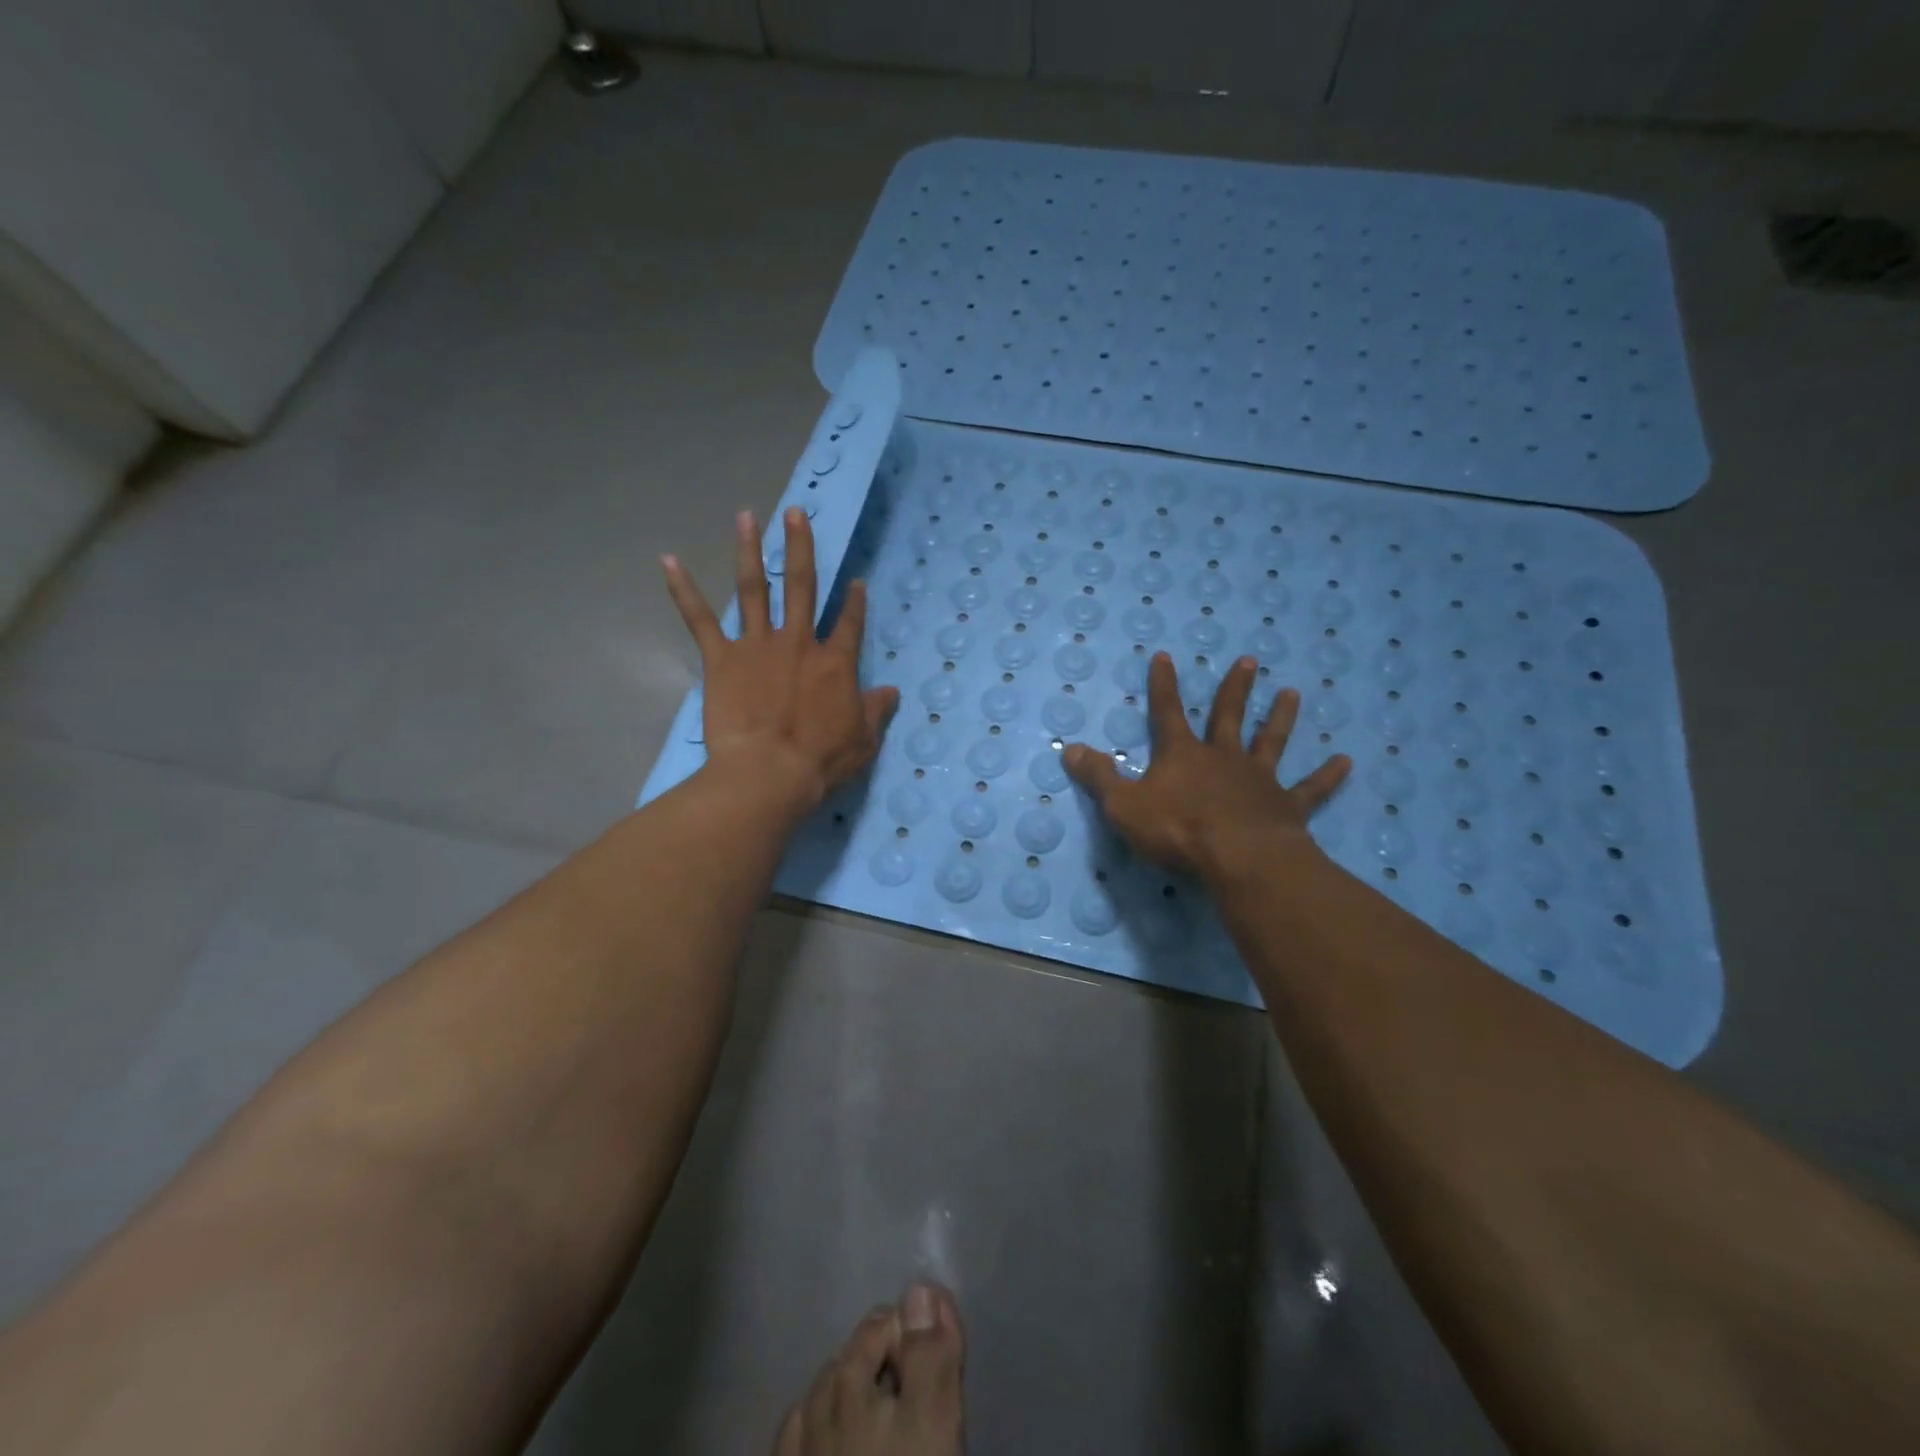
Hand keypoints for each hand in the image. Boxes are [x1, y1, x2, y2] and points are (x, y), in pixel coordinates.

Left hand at [663, 508, 898, 811]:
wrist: (769, 773)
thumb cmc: (820, 760)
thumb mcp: (863, 739)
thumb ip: (875, 709)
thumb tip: (890, 691)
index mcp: (835, 662)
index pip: (849, 623)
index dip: (855, 602)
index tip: (857, 581)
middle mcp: (798, 642)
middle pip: (801, 585)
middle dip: (800, 547)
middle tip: (796, 513)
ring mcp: (758, 645)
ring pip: (755, 589)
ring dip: (750, 551)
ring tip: (746, 517)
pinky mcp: (722, 658)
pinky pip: (700, 619)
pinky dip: (683, 590)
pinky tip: (668, 560)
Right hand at [1063, 652, 1350, 884]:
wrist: (1238, 858)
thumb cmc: (1176, 830)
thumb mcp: (1123, 805)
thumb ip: (1098, 777)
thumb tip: (1068, 748)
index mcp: (1182, 755)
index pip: (1167, 712)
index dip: (1163, 685)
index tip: (1165, 655)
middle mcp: (1222, 758)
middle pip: (1228, 716)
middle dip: (1234, 688)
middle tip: (1249, 660)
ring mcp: (1258, 780)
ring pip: (1271, 742)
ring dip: (1280, 718)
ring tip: (1292, 693)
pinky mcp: (1286, 806)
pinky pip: (1310, 789)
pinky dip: (1328, 776)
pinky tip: (1347, 762)